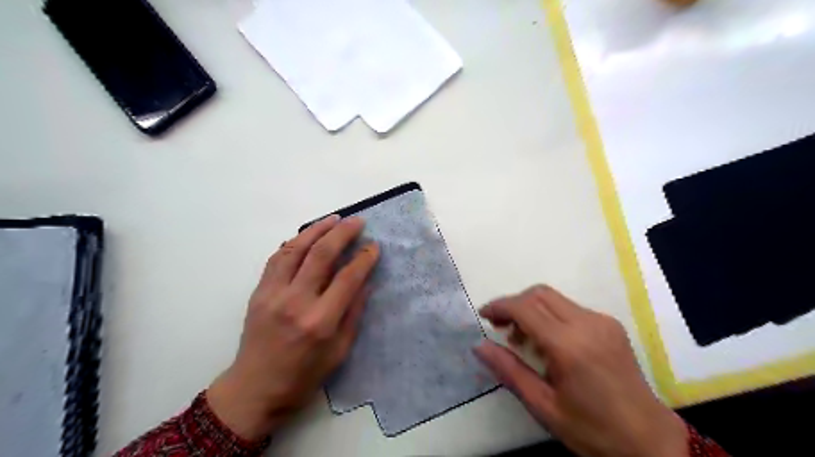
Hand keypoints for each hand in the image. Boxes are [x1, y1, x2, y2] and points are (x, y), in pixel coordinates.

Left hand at [208, 216, 379, 439]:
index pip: (347, 278)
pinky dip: (293, 243)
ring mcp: (273, 294)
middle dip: (342, 233)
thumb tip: (365, 281)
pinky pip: (277, 258)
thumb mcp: (339, 352)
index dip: (364, 258)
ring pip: (296, 249)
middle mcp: (296, 301)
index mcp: (320, 321)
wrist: (254, 389)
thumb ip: (353, 313)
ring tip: (333, 219)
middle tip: (357, 221)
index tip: (374, 246)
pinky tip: (306, 236)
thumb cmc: (303, 376)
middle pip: (321, 255)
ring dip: (316, 229)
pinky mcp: (258, 292)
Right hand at [471, 285, 686, 455]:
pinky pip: (570, 308)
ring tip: (523, 339)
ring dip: (531, 309)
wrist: (650, 441)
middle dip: (514, 304)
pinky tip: (549, 342)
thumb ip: (509, 370)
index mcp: (569, 346)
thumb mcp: (543, 406)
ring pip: (554, 298)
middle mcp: (587, 324)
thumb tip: (479, 346)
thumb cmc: (592, 429)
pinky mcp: (610, 325)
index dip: (500, 307)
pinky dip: (550, 316)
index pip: (525, 308)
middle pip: (539, 294)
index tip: (484, 315)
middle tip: (500, 327)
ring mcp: (602, 321)